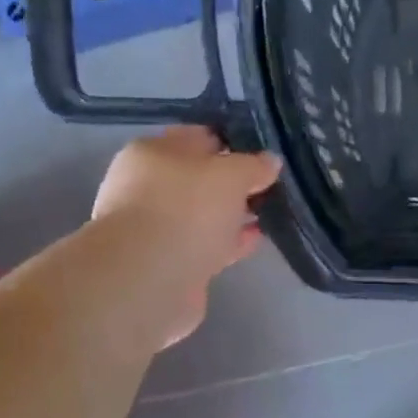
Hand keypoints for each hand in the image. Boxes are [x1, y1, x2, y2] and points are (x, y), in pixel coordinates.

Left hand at [91, 127, 280, 345]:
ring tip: (268, 214)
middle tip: (270, 187)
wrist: (148, 280)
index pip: (199, 138)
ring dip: (232, 215)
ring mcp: (156, 227)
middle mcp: (147, 186)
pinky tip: (254, 240)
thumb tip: (270, 161)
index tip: (264, 155)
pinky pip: (205, 244)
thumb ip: (254, 165)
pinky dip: (228, 242)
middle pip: (200, 178)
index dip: (233, 143)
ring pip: (203, 214)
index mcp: (152, 153)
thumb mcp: (230, 175)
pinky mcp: (167, 262)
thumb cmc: (186, 209)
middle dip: (233, 183)